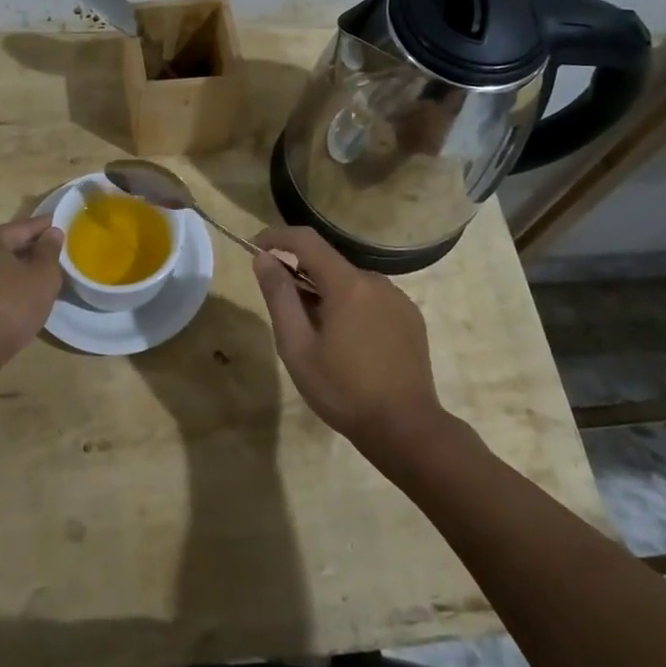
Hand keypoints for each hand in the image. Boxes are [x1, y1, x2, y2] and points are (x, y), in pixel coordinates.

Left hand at [0, 216, 64, 364]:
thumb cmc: (9, 307)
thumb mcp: (42, 277)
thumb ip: (49, 251)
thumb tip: (52, 233)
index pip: (23, 227)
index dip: (46, 228)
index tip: (63, 227)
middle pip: (6, 246)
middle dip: (31, 250)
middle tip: (56, 256)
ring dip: (17, 271)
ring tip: (40, 279)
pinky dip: (3, 286)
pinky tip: (17, 298)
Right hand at [251, 226, 444, 458]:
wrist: (406, 428)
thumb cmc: (343, 389)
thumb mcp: (298, 347)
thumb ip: (279, 297)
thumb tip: (264, 259)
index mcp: (347, 284)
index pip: (306, 241)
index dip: (277, 238)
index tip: (255, 247)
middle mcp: (376, 281)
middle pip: (328, 264)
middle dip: (300, 275)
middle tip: (283, 311)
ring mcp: (398, 299)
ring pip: (350, 284)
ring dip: (326, 295)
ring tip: (316, 336)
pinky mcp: (410, 317)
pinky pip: (371, 300)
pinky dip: (351, 308)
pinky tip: (348, 344)